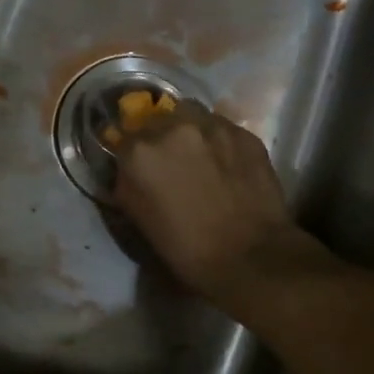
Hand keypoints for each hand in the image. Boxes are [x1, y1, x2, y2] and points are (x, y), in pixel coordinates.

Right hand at [110, 101, 325, 313]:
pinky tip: (227, 165)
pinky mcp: (244, 133)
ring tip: (200, 157)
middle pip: (158, 119)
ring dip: (190, 132)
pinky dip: (219, 142)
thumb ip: (127, 183)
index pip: (124, 137)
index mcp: (139, 152)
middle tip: (172, 162)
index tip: (140, 168)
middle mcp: (172, 127)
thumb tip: (129, 169)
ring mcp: (212, 126)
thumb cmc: (186, 249)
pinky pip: (223, 128)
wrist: (249, 257)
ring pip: (192, 115)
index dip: (132, 154)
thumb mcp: (139, 219)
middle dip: (161, 137)